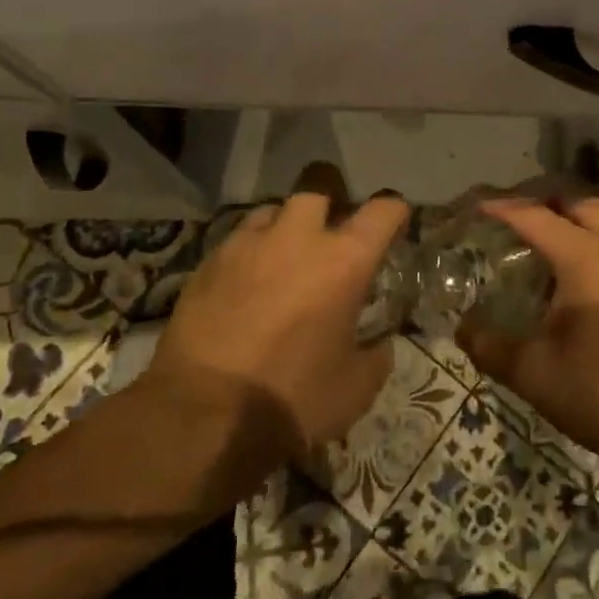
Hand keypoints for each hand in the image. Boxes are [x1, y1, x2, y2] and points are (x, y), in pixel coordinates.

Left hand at [143, 184, 406, 470]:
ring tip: (286, 253)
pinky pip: (239, 239)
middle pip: (319, 183)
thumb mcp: (356, 389)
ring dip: (287, 224)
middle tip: (334, 226)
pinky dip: (252, 252)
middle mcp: (298, 237)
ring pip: (274, 208)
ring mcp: (248, 244)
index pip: (383, 209)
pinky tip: (247, 282)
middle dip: (332, 195)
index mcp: (344, 260)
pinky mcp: (209, 261)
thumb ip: (376, 355)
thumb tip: (379, 343)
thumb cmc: (293, 400)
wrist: (203, 415)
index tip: (395, 221)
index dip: (394, 210)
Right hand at [458, 197, 598, 479]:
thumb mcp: (534, 375)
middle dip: (536, 200)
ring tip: (529, 239)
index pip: (535, 216)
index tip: (469, 207)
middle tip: (503, 218)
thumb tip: (461, 328)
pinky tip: (562, 271)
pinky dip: (582, 235)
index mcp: (587, 259)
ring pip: (597, 216)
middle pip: (573, 201)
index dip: (499, 208)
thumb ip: (490, 346)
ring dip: (563, 216)